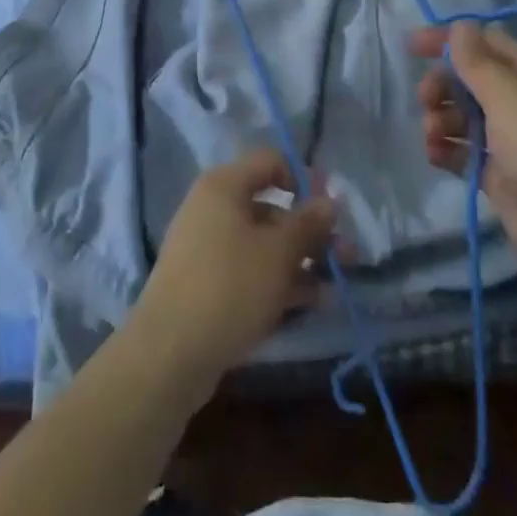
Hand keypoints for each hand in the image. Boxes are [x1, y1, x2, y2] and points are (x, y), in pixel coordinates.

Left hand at [127, 149, 337, 406]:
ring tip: (337, 283)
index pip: (270, 162)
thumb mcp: (278, 252)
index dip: (305, 178)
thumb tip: (330, 199)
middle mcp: (213, 209)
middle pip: (271, 207)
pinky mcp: (209, 284)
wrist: (169, 353)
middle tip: (347, 254)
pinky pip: (251, 271)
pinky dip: (280, 281)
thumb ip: (307, 223)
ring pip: (264, 243)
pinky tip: (313, 302)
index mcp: (224, 187)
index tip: (333, 206)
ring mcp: (209, 248)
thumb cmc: (229, 286)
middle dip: (311, 230)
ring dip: (302, 259)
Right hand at [412, 20, 516, 311]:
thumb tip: (460, 25)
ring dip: (439, 118)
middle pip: (470, 80)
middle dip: (442, 85)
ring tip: (432, 136)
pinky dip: (446, 150)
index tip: (411, 46)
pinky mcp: (501, 178)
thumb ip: (478, 63)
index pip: (485, 44)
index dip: (448, 40)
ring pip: (463, 116)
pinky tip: (436, 156)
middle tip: (425, 100)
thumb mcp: (511, 99)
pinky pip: (464, 153)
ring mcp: (511, 142)